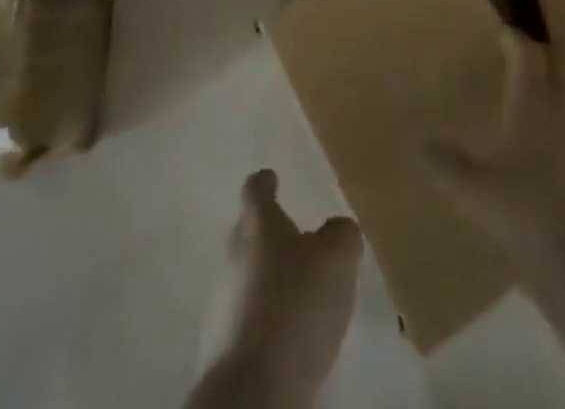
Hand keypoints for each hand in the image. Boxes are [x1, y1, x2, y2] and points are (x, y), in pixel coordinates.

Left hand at [195, 169, 361, 408]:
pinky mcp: (223, 346)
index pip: (256, 188)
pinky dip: (267, 318)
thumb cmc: (295, 306)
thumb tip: (337, 230)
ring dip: (271, 279)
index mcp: (257, 223)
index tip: (274, 178)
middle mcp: (233, 254)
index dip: (266, 181)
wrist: (252, 392)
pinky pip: (249, 317)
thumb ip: (341, 234)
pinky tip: (291, 334)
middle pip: (250, 232)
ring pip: (249, 276)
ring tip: (302, 292)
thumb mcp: (336, 258)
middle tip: (301, 240)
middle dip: (272, 234)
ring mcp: (223, 301)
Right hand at [424, 29, 564, 260]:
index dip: (514, 41)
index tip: (503, 35)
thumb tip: (418, 143)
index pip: (526, 55)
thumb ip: (445, 165)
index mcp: (534, 104)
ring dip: (563, 97)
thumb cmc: (526, 214)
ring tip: (544, 109)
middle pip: (559, 70)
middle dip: (542, 63)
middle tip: (524, 68)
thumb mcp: (473, 192)